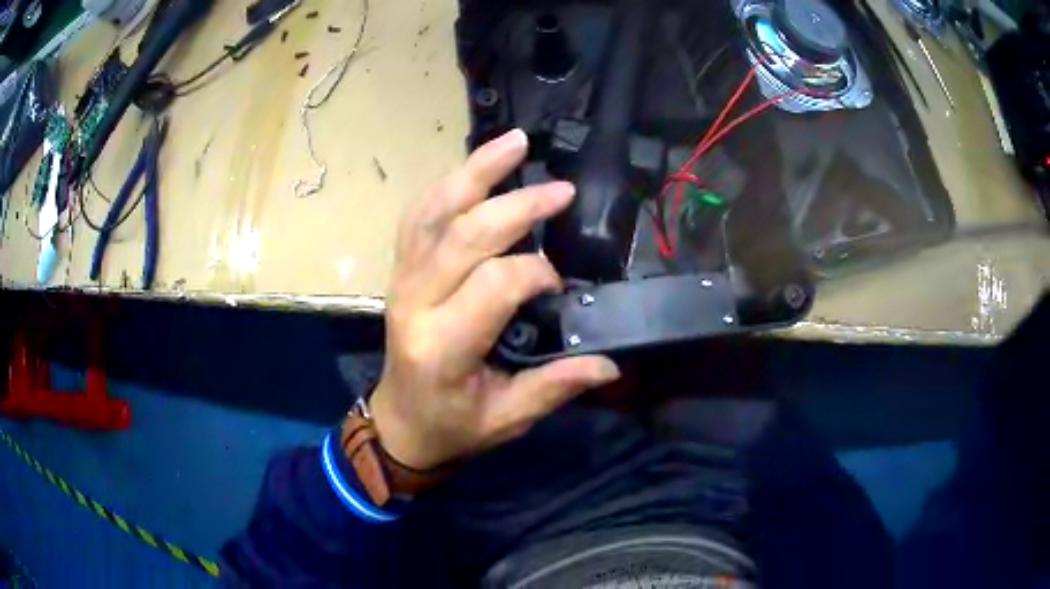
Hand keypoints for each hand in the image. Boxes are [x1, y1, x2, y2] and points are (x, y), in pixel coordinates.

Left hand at [368, 129, 620, 469]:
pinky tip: (474, 167)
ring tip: (514, 142)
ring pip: (434, 212)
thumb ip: (554, 386)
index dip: (536, 272)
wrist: (400, 422)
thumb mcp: (507, 418)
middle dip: (517, 206)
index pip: (494, 284)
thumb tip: (610, 363)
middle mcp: (416, 303)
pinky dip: (447, 186)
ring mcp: (402, 280)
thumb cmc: (453, 425)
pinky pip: (418, 217)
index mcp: (444, 345)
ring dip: (474, 172)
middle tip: (560, 189)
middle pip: (464, 235)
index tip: (562, 282)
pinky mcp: (401, 271)